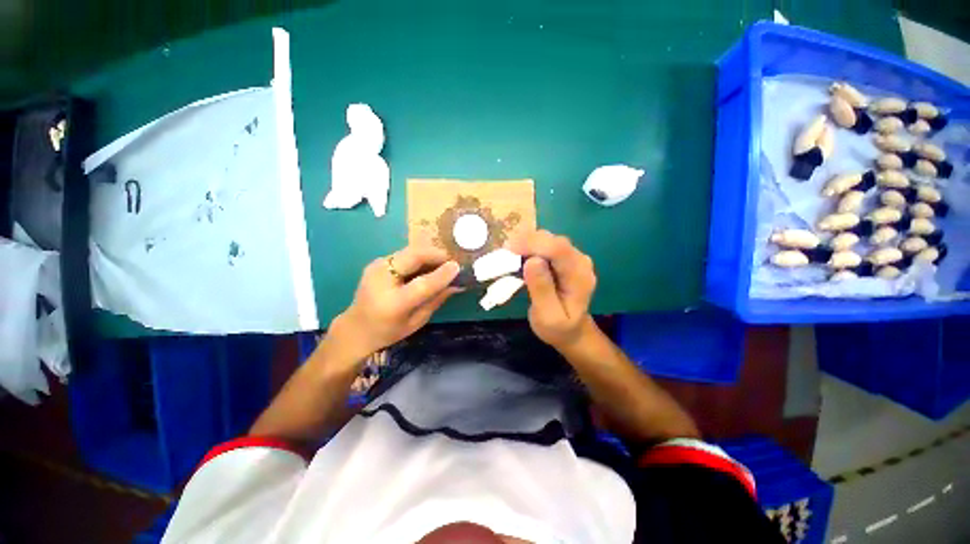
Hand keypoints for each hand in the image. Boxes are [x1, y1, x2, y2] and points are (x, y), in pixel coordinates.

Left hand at [333, 243, 460, 358]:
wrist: (355, 328)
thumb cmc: (388, 331)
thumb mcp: (417, 321)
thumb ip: (437, 300)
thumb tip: (457, 284)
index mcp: (393, 303)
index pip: (422, 284)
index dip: (441, 274)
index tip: (458, 267)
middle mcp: (381, 280)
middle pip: (413, 256)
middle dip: (436, 254)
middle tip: (452, 260)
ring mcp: (376, 267)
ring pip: (410, 251)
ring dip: (429, 254)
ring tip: (442, 262)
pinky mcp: (377, 262)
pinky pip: (404, 254)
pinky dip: (420, 257)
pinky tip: (427, 265)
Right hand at [507, 230, 596, 350]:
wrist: (571, 331)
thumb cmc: (558, 328)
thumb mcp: (548, 317)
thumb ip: (542, 290)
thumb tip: (532, 260)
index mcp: (579, 276)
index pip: (559, 249)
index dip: (532, 244)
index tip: (508, 250)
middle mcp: (579, 260)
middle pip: (552, 240)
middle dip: (526, 243)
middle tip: (504, 256)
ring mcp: (572, 256)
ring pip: (546, 239)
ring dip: (525, 244)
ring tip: (508, 258)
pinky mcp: (563, 257)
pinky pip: (544, 245)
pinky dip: (528, 247)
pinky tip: (517, 257)